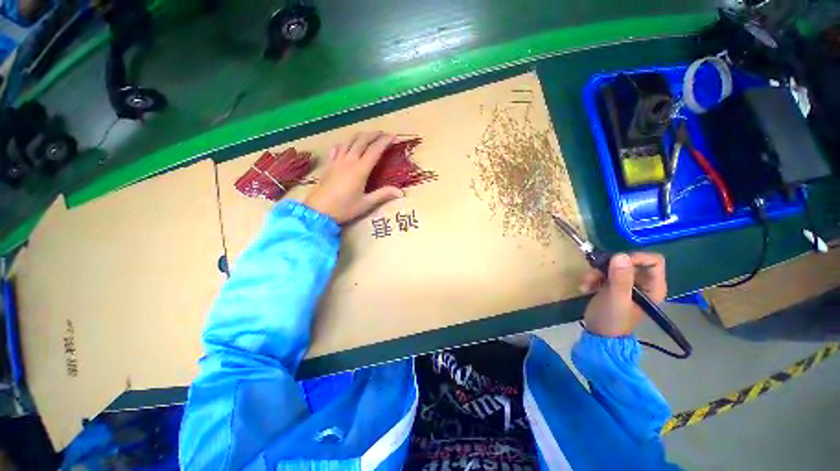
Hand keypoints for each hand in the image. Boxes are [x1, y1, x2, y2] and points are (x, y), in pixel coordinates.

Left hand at [304, 132, 403, 223]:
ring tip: (368, 135)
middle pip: (362, 141)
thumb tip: (401, 192)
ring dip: (360, 135)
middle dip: (374, 135)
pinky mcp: (329, 165)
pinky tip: (346, 145)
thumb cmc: (344, 208)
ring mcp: (337, 161)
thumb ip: (383, 195)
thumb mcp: (366, 203)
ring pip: (348, 141)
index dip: (385, 141)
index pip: (375, 150)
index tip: (394, 136)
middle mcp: (348, 161)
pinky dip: (344, 143)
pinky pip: (337, 148)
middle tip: (384, 133)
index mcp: (360, 170)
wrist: (318, 212)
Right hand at [579, 252, 665, 336]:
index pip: (653, 261)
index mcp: (653, 287)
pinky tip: (585, 287)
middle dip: (609, 266)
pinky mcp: (612, 284)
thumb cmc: (612, 319)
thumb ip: (620, 278)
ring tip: (586, 283)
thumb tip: (620, 255)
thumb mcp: (616, 299)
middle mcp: (643, 282)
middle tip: (594, 273)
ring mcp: (627, 283)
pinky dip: (593, 277)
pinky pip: (603, 272)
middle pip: (630, 261)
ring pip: (613, 265)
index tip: (615, 262)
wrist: (598, 333)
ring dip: (596, 272)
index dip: (635, 258)